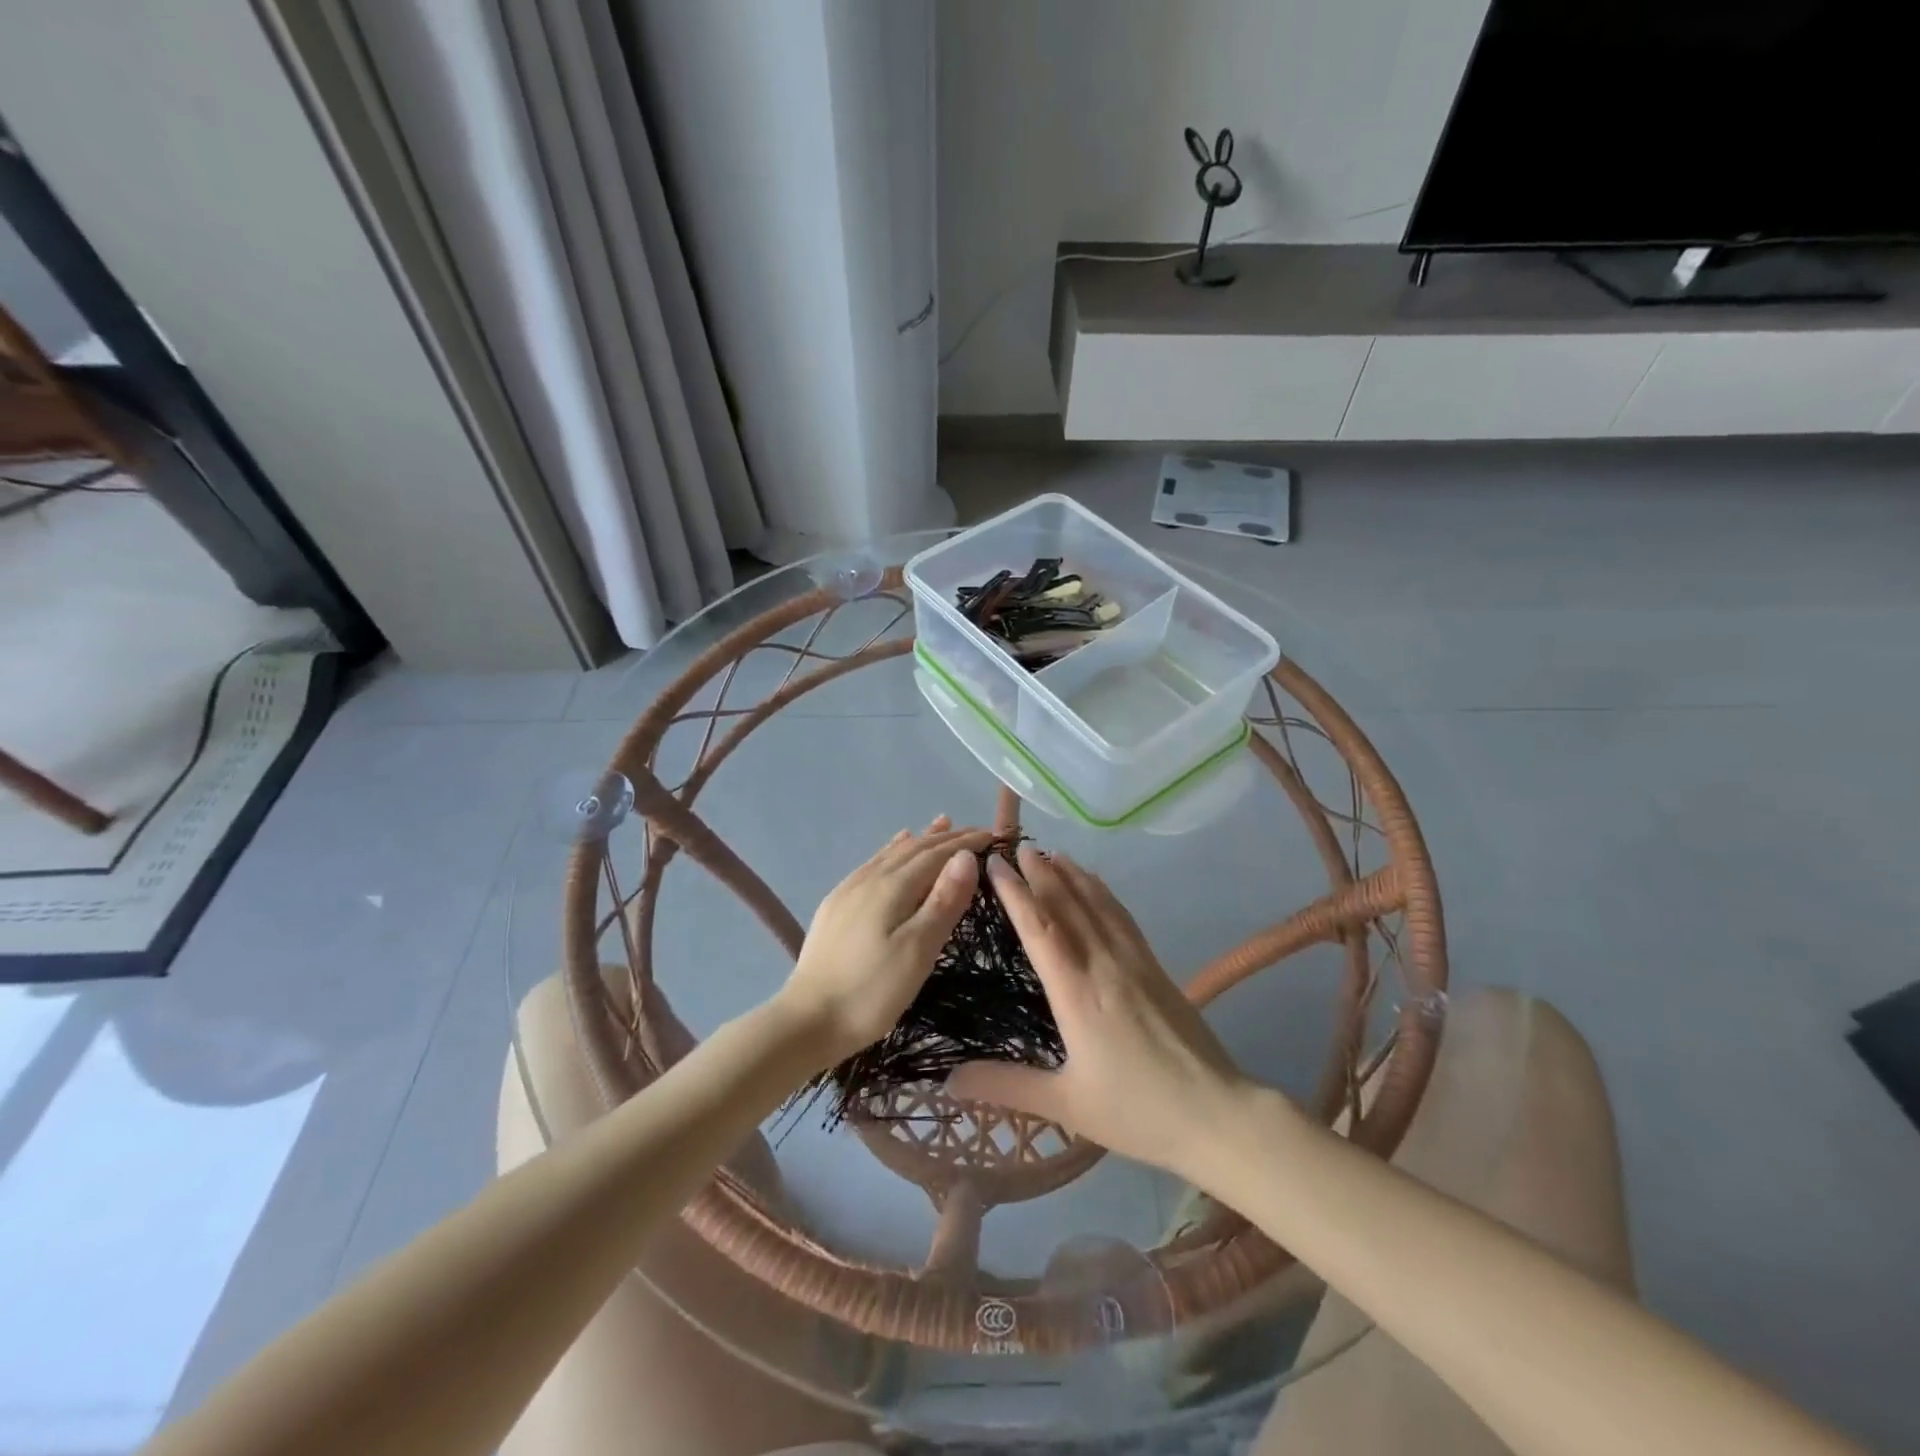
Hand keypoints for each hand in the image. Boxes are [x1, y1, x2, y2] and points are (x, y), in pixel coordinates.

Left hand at [778, 816, 991, 1063]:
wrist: (807, 1020)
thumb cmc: (871, 992)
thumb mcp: (918, 951)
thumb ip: (943, 901)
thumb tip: (966, 856)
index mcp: (893, 887)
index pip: (937, 854)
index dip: (966, 843)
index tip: (994, 837)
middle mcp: (870, 878)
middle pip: (915, 848)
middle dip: (947, 838)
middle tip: (976, 831)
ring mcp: (849, 890)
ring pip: (892, 853)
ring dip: (921, 838)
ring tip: (941, 824)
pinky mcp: (836, 905)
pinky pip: (873, 863)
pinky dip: (893, 850)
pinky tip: (893, 850)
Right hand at [946, 847, 1250, 1178]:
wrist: (1216, 1114)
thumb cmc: (1136, 1112)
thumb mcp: (1066, 1105)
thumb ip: (1006, 1087)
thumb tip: (949, 1081)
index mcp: (1077, 994)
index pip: (1040, 929)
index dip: (1016, 894)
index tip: (995, 865)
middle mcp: (1104, 965)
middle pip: (1069, 906)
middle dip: (1042, 873)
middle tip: (1018, 846)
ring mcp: (1135, 962)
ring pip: (1098, 905)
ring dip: (1073, 875)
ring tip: (1053, 853)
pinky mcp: (1156, 968)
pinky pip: (1123, 918)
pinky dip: (1104, 893)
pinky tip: (1098, 887)